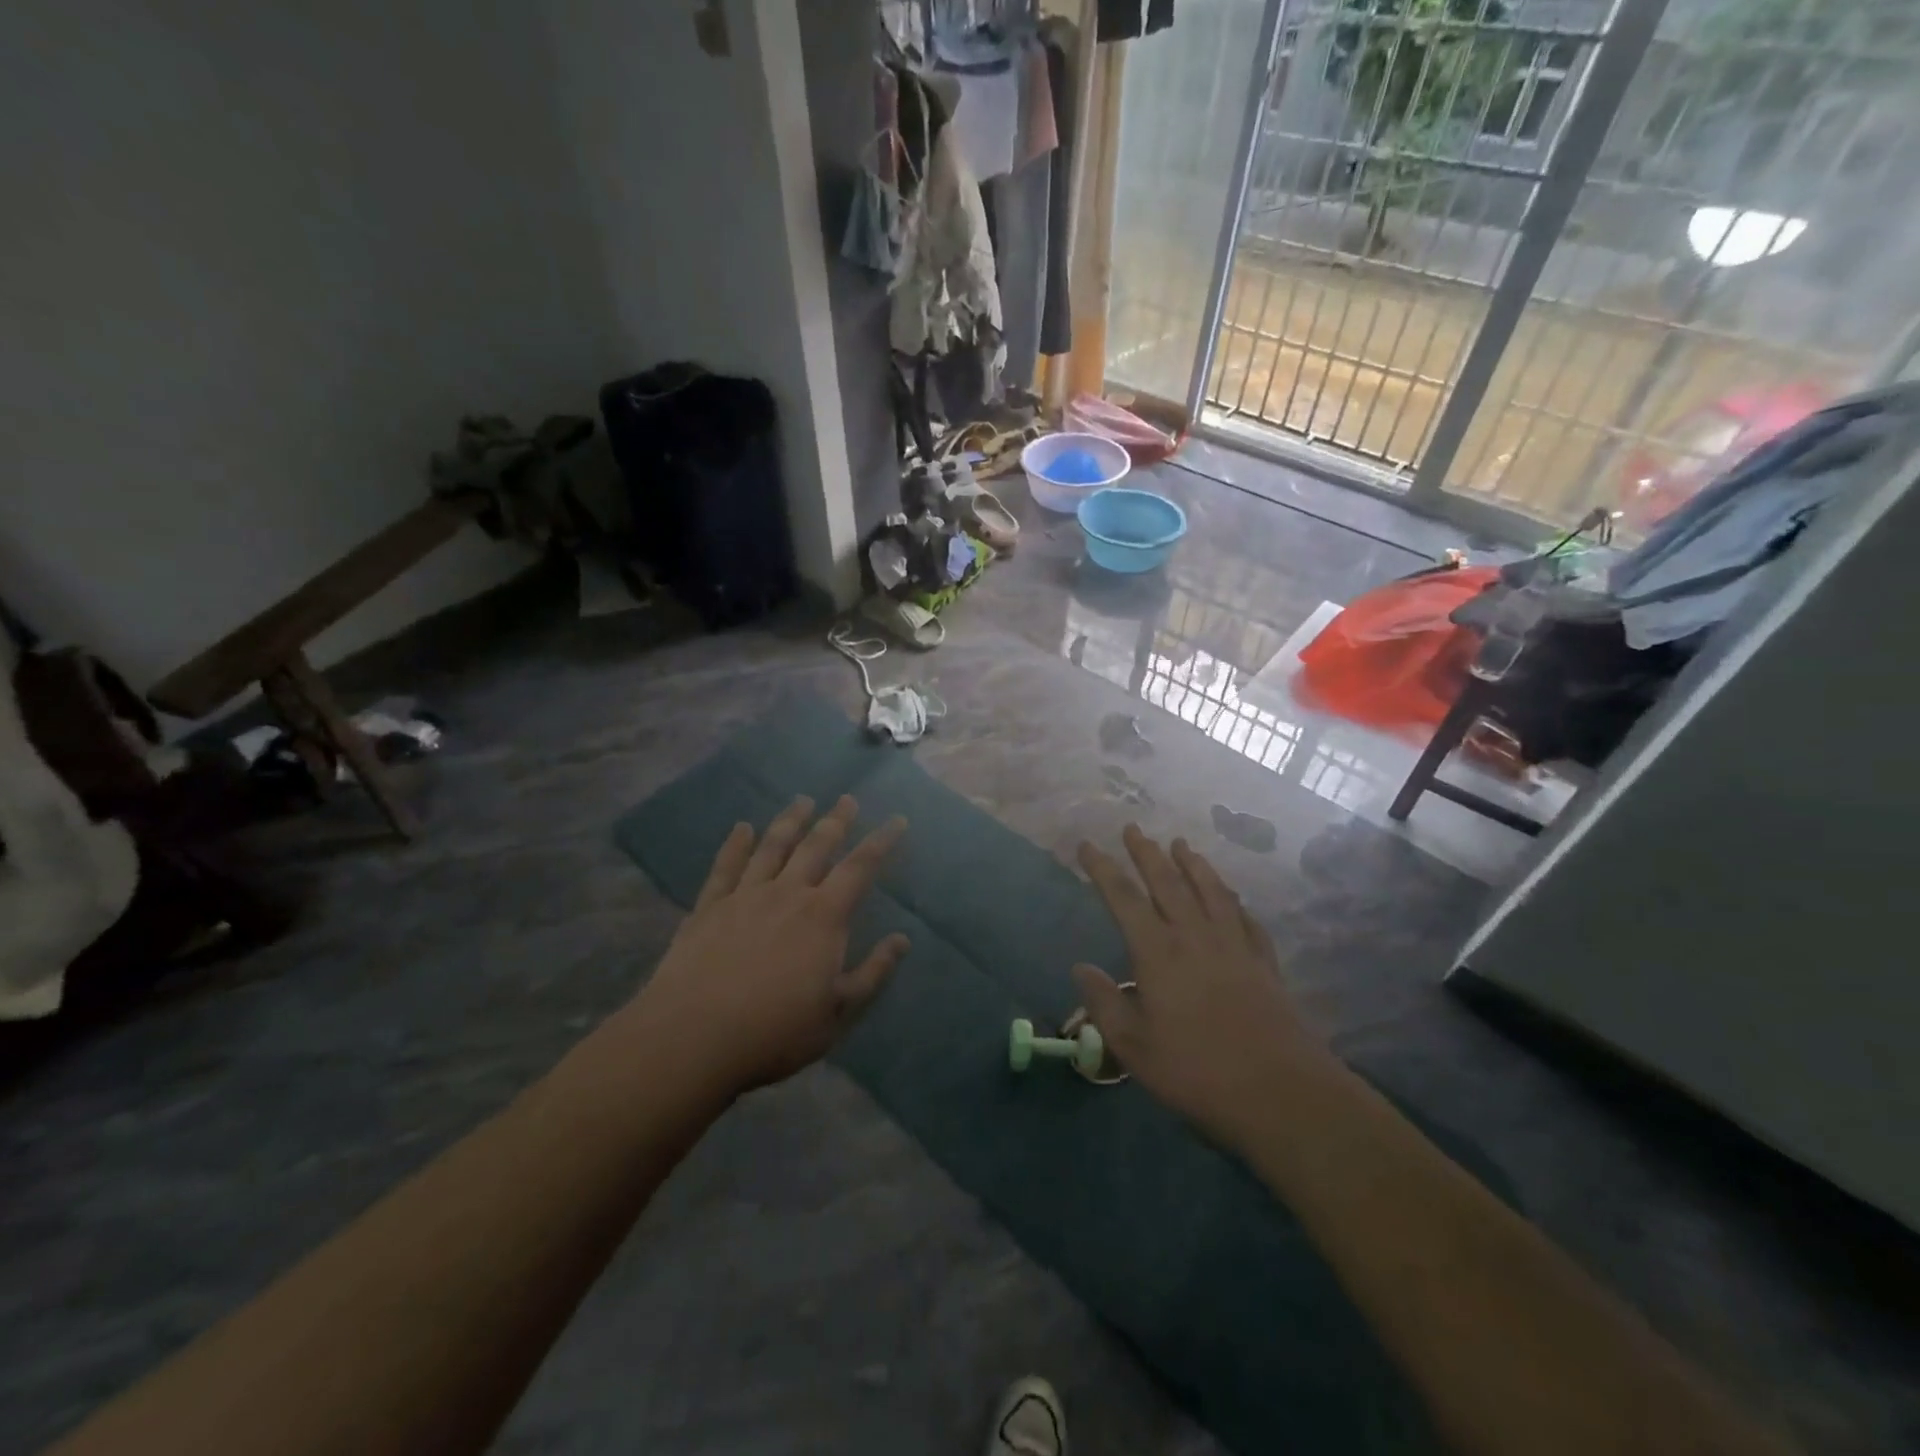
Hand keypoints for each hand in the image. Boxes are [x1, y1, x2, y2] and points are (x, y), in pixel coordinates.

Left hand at [629, 795, 908, 1096]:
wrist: (693, 1037)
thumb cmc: (775, 1031)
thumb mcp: (837, 1012)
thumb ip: (873, 973)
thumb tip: (902, 940)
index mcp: (824, 916)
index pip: (860, 868)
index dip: (881, 842)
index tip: (897, 820)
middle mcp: (787, 893)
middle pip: (816, 846)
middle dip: (836, 820)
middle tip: (848, 799)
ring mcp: (744, 896)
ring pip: (772, 847)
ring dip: (790, 821)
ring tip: (802, 801)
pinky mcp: (709, 908)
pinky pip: (725, 867)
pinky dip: (735, 844)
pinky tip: (741, 828)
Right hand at [1072, 826, 1329, 1151]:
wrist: (1280, 1091)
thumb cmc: (1197, 1071)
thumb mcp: (1134, 1047)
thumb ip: (1104, 1003)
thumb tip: (1080, 967)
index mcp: (1158, 953)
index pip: (1123, 898)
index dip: (1102, 869)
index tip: (1086, 844)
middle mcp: (1195, 936)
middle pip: (1167, 882)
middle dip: (1146, 853)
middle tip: (1133, 828)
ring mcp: (1234, 945)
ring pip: (1210, 890)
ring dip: (1193, 864)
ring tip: (1181, 844)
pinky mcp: (1263, 962)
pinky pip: (1245, 917)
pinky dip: (1233, 900)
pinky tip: (1231, 896)